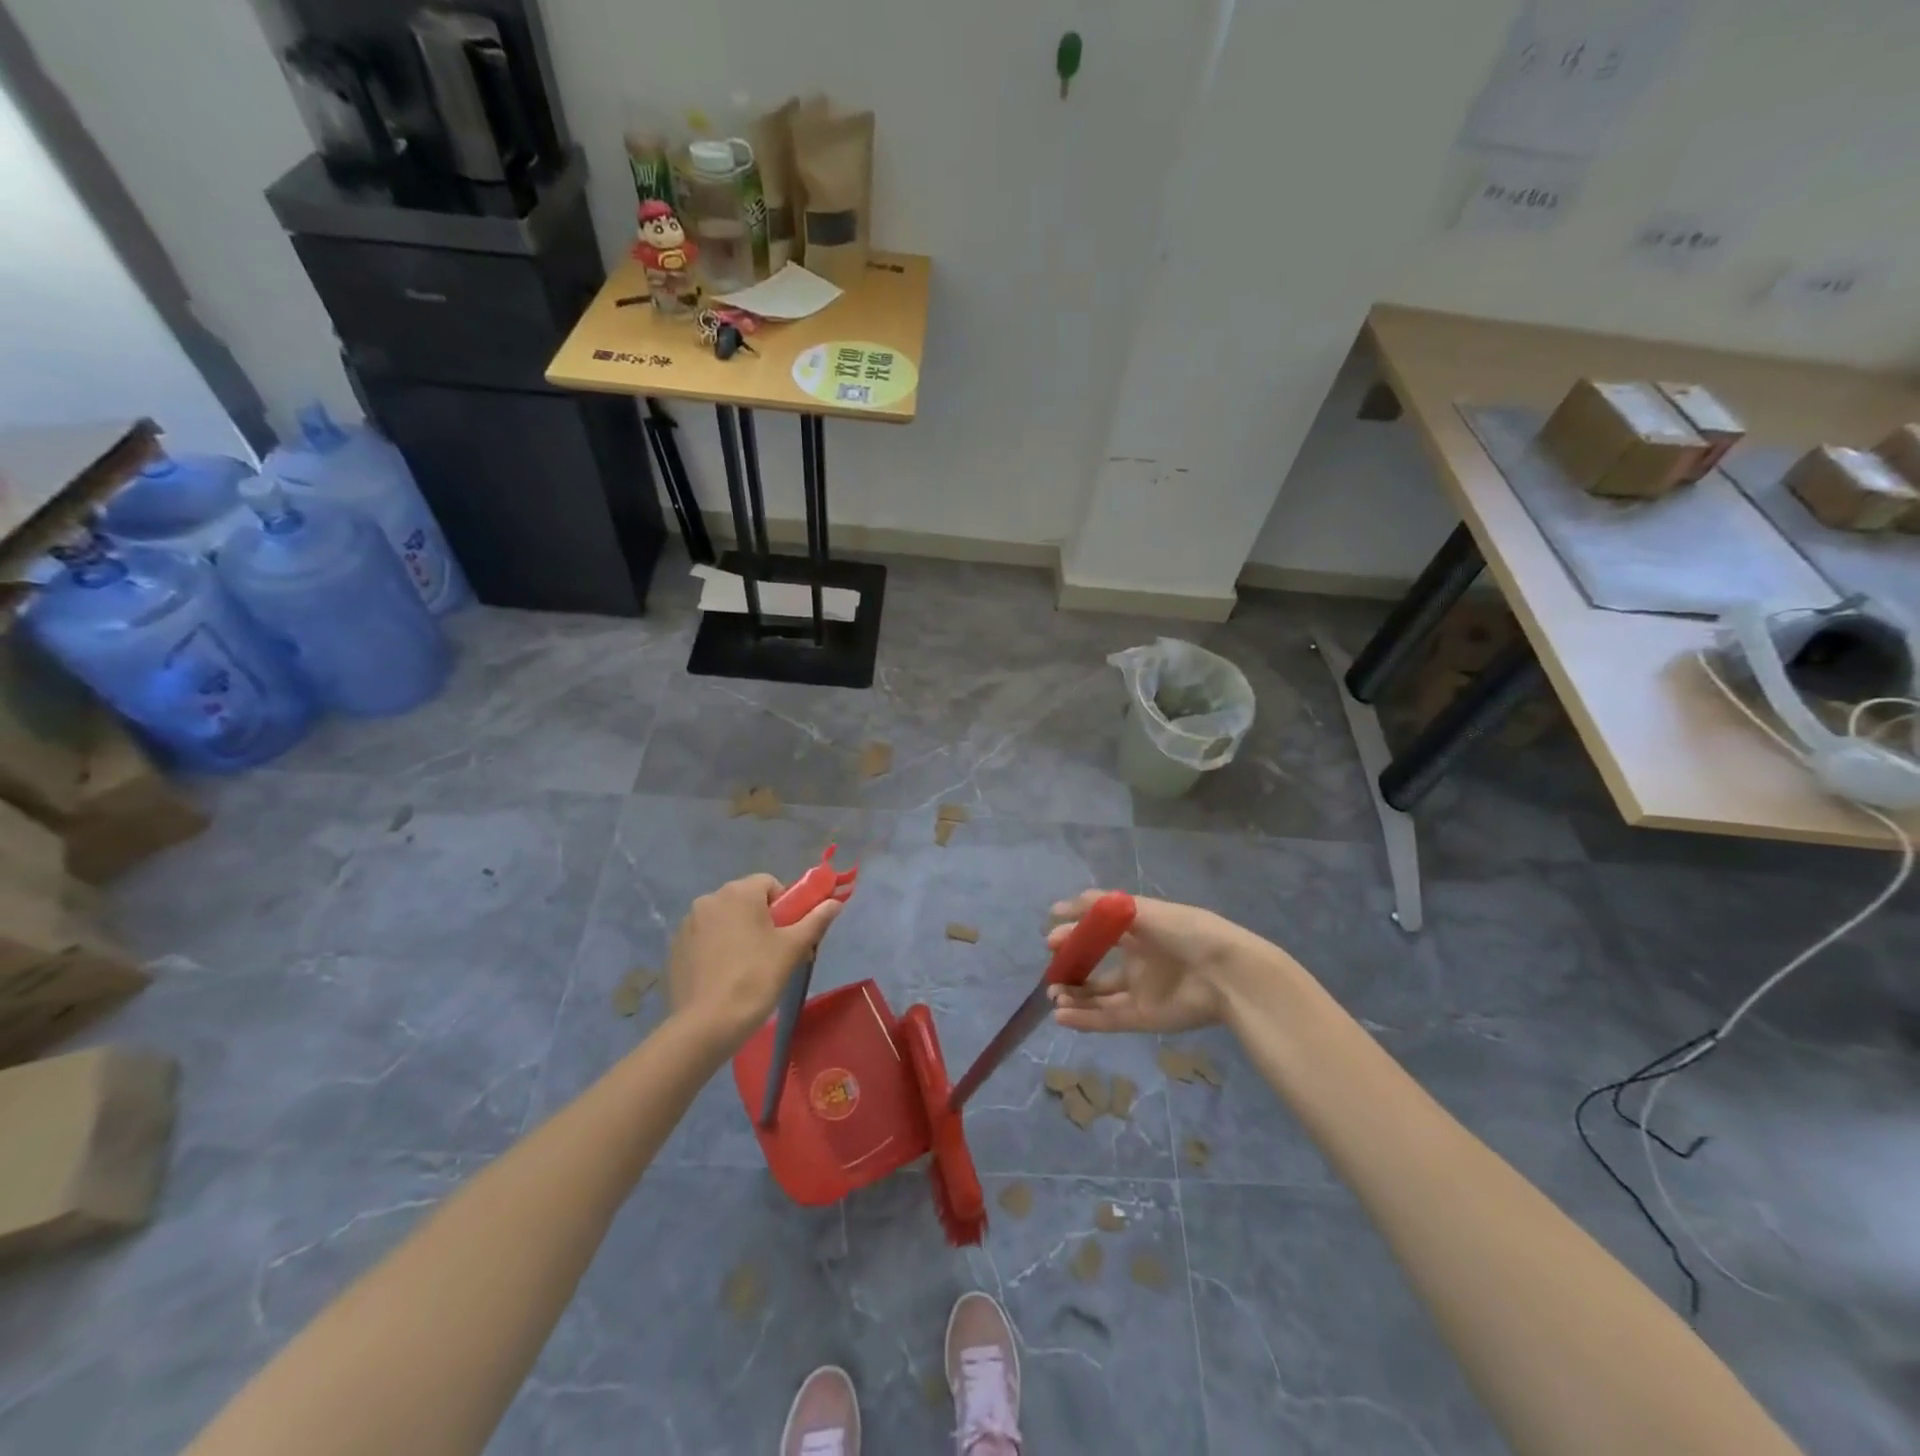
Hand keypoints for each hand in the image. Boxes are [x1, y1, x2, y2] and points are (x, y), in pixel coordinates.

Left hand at [666, 873, 841, 1050]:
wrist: (706, 1025)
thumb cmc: (756, 978)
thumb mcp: (793, 948)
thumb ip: (815, 920)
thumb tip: (836, 902)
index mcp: (738, 892)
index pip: (769, 883)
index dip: (785, 906)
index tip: (788, 934)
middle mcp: (709, 899)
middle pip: (745, 900)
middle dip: (761, 919)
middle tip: (773, 952)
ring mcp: (687, 924)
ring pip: (724, 919)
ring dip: (737, 933)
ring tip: (746, 968)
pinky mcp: (675, 948)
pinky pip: (704, 938)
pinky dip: (716, 949)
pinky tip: (723, 976)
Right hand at [1045, 890, 1266, 1033]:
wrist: (1225, 973)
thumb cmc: (1184, 932)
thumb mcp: (1139, 909)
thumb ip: (1098, 906)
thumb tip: (1057, 908)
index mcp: (1138, 931)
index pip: (1098, 932)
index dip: (1074, 934)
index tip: (1050, 939)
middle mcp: (1137, 961)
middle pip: (1095, 967)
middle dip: (1071, 968)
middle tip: (1051, 971)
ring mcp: (1140, 991)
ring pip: (1098, 996)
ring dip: (1073, 997)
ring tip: (1053, 994)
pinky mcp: (1143, 1018)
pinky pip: (1107, 1019)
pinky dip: (1083, 1019)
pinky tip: (1061, 1016)